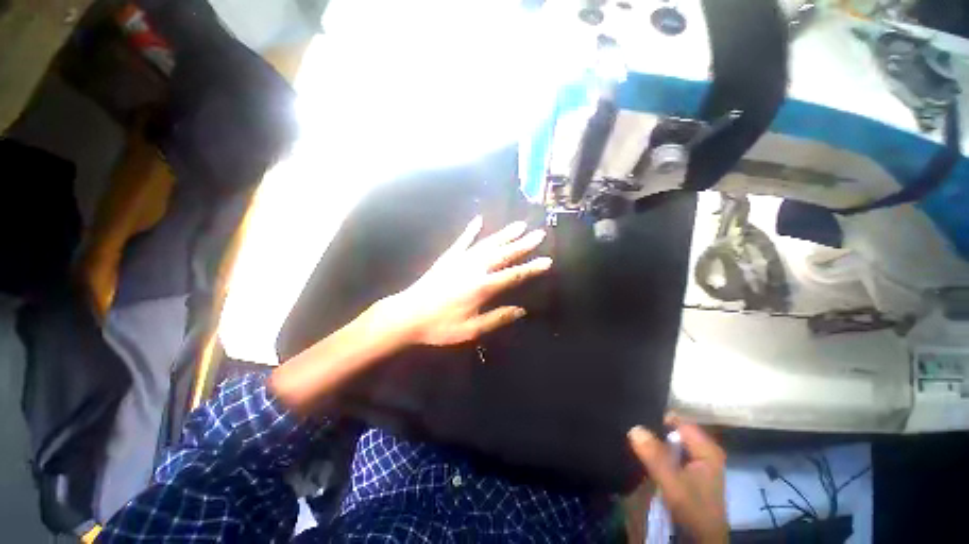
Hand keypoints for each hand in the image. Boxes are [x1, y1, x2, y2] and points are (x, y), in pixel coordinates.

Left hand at [383, 216, 551, 345]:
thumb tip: (521, 310)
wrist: (408, 315)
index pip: (513, 275)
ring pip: (487, 244)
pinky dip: (471, 230)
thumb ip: (497, 318)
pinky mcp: (448, 257)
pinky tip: (478, 219)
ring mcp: (460, 260)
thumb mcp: (471, 329)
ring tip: (519, 225)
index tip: (547, 261)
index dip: (531, 269)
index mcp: (481, 287)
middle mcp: (474, 269)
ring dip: (504, 234)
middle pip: (503, 254)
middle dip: (523, 245)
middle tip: (539, 234)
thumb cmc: (440, 326)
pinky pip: (462, 241)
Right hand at [628, 416, 727, 543]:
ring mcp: (695, 460)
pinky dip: (654, 452)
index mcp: (706, 448)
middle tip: (628, 427)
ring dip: (651, 441)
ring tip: (630, 436)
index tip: (633, 416)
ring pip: (668, 441)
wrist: (701, 541)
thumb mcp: (673, 484)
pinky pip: (667, 453)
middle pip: (672, 430)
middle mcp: (702, 450)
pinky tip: (640, 452)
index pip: (677, 420)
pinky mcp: (686, 471)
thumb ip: (655, 456)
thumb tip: (633, 428)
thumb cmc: (693, 510)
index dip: (655, 417)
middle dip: (651, 429)